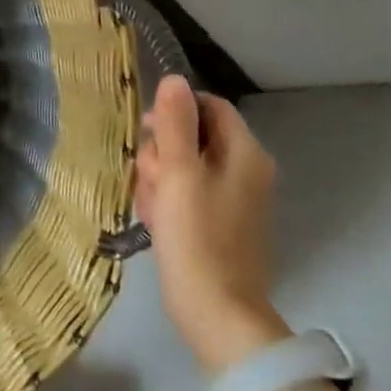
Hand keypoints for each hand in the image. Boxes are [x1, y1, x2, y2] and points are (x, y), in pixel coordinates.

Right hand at [136, 77, 289, 372]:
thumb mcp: (179, 173)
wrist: (216, 311)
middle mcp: (245, 170)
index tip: (145, 133)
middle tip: (150, 181)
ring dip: (158, 181)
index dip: (173, 113)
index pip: (208, 107)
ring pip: (182, 168)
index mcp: (244, 153)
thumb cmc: (197, 237)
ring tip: (151, 209)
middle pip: (192, 137)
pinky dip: (167, 203)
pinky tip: (156, 223)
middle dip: (161, 155)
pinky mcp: (219, 224)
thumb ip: (175, 124)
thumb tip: (174, 79)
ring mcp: (233, 199)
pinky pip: (185, 196)